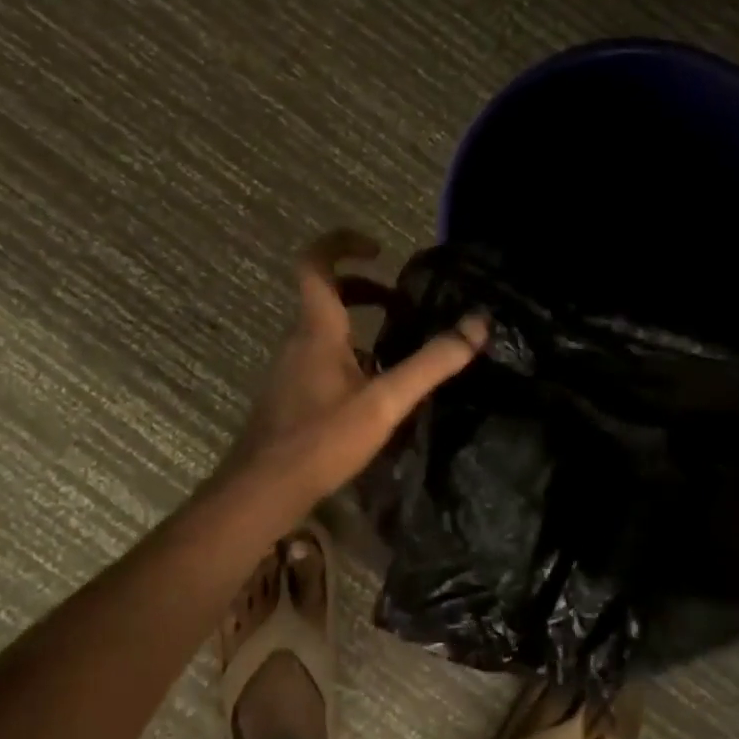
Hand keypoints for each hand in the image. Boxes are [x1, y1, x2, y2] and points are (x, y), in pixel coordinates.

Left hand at [226, 229, 484, 507]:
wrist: (260, 494)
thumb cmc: (320, 440)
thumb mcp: (385, 402)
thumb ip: (432, 363)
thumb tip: (478, 324)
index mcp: (317, 329)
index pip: (315, 263)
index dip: (343, 244)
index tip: (379, 249)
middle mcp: (298, 340)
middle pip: (326, 294)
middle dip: (365, 288)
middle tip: (402, 303)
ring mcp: (290, 368)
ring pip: (325, 328)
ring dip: (360, 323)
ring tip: (399, 344)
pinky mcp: (290, 394)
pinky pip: (321, 355)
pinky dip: (350, 353)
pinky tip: (375, 388)